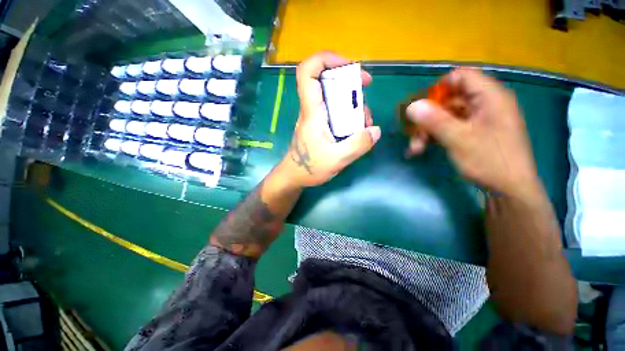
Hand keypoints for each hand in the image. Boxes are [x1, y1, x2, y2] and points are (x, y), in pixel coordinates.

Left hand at [280, 52, 380, 187]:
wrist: (295, 176)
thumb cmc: (310, 168)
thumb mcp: (337, 159)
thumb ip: (358, 145)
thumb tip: (375, 130)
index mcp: (312, 112)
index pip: (307, 72)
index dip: (325, 60)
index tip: (349, 67)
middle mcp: (313, 109)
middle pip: (325, 80)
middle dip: (348, 79)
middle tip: (365, 87)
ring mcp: (316, 117)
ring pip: (333, 96)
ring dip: (352, 101)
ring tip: (365, 120)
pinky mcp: (320, 125)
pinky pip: (335, 111)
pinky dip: (349, 114)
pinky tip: (358, 129)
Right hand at [406, 68, 539, 197]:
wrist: (509, 190)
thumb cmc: (490, 161)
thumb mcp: (459, 139)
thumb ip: (435, 120)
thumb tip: (411, 106)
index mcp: (490, 97)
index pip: (461, 77)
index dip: (438, 88)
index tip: (420, 105)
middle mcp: (484, 104)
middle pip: (449, 100)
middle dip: (427, 117)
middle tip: (412, 133)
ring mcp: (478, 120)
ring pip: (445, 117)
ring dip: (427, 131)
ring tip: (414, 148)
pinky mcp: (472, 133)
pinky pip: (449, 128)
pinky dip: (434, 137)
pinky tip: (420, 150)